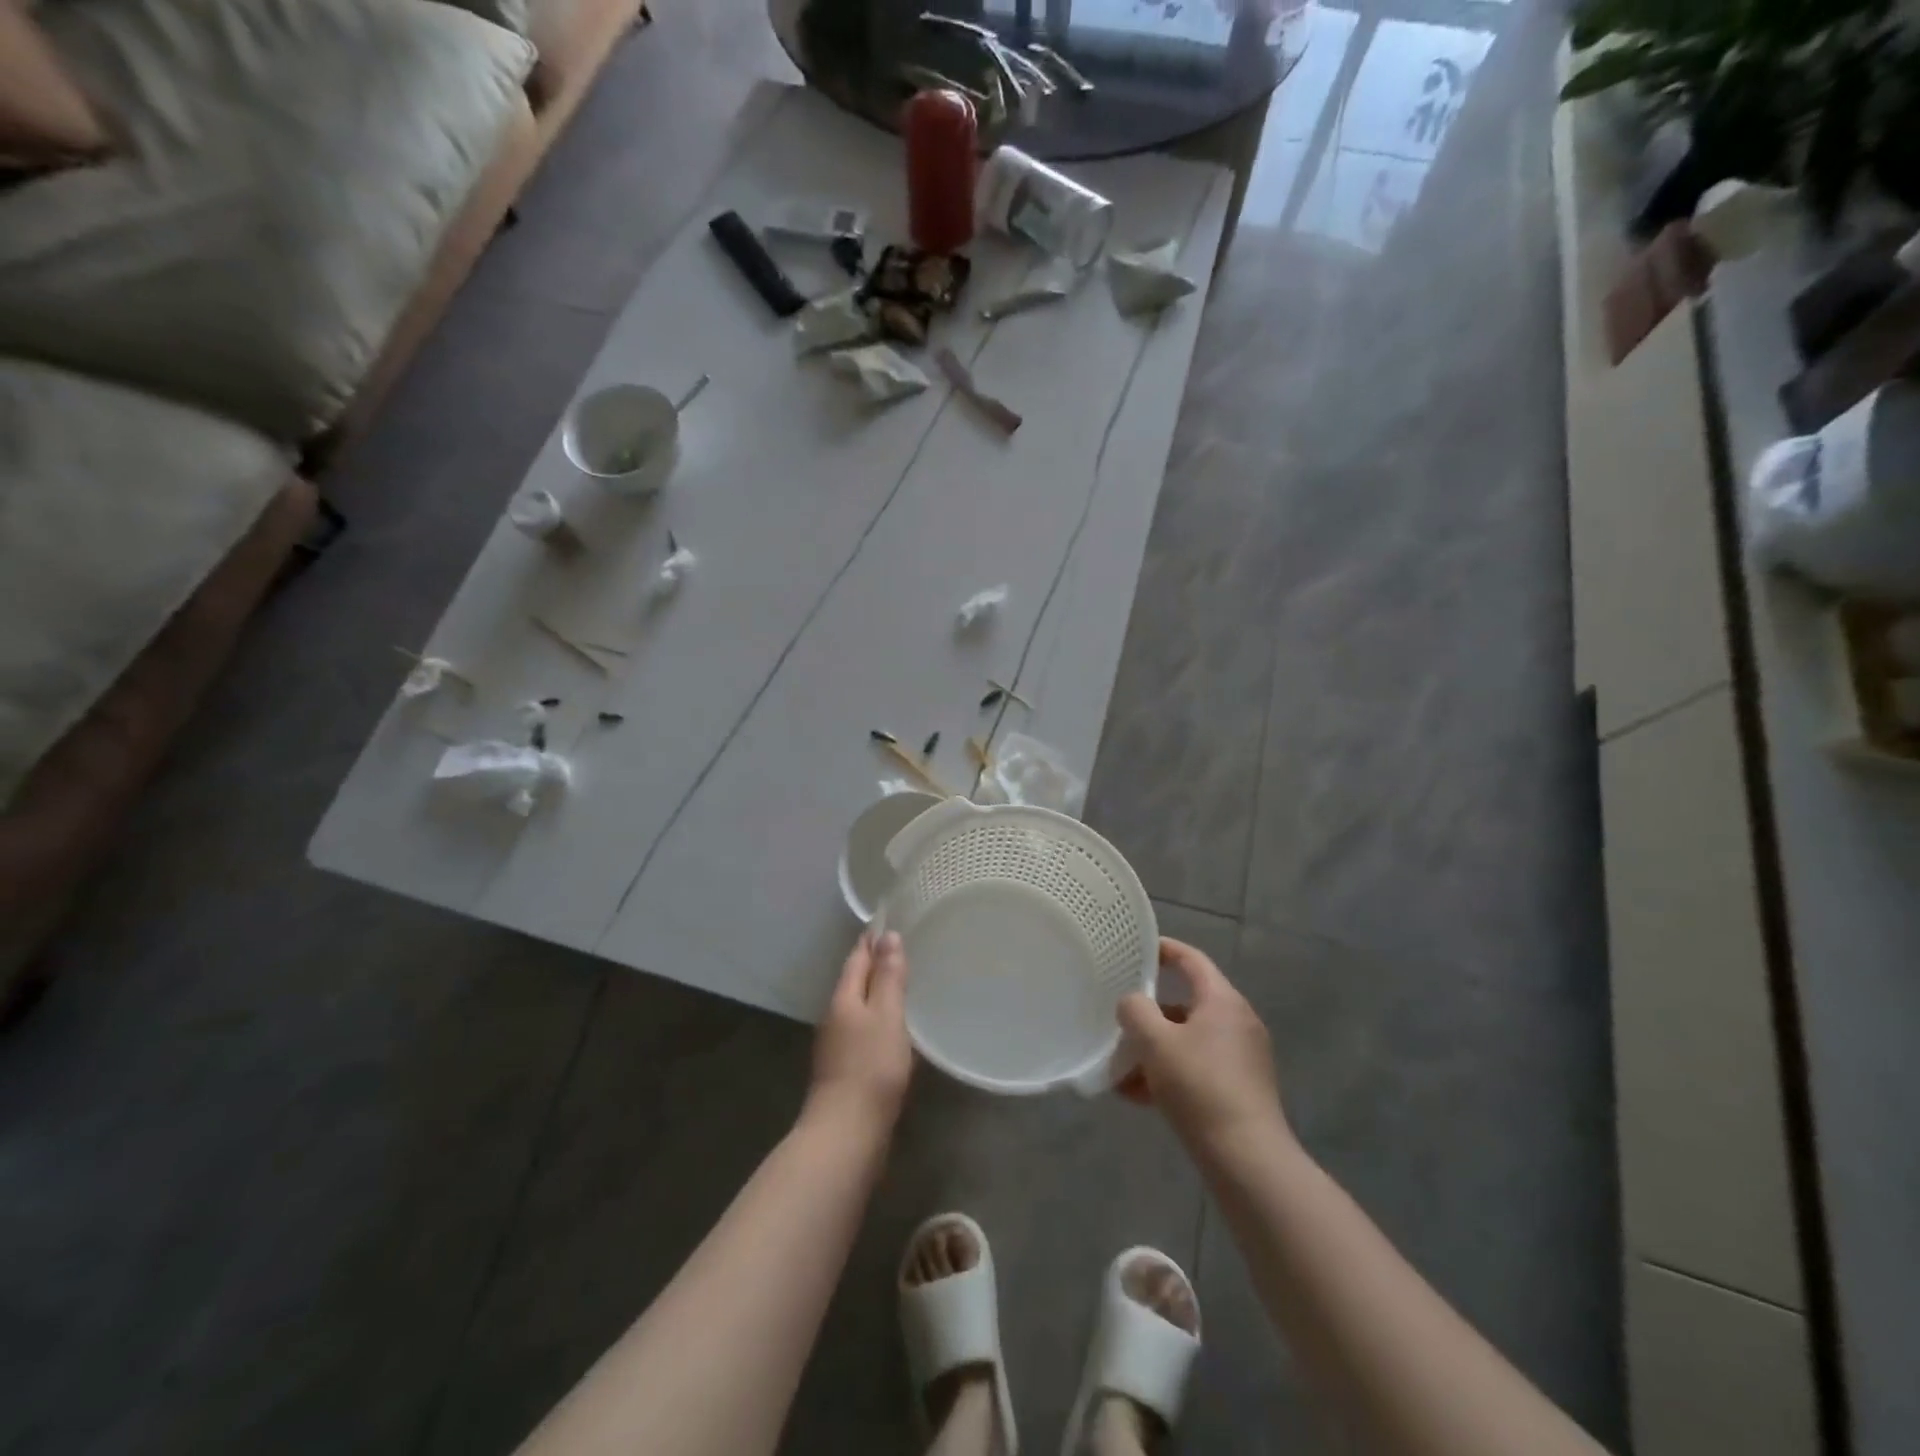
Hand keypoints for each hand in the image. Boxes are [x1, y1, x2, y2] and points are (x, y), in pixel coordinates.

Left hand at [808, 929, 913, 1130]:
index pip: (857, 957)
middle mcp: (835, 1016)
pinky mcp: (845, 1068)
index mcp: (844, 997)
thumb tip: (887, 936)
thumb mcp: (887, 1016)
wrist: (847, 1132)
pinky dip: (878, 1019)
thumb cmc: (871, 1067)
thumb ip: (889, 977)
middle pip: (855, 980)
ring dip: (876, 992)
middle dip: (874, 963)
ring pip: (858, 1006)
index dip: (872, 940)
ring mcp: (837, 1044)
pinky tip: (895, 1028)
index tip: (890, 922)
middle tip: (903, 948)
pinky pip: (863, 1030)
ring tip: (903, 983)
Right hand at [1117, 938, 1290, 1159]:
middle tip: (1118, 1020)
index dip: (1164, 949)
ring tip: (1118, 1070)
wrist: (1247, 1159)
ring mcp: (1241, 1057)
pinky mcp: (1240, 1089)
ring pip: (1187, 1040)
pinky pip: (1196, 1068)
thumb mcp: (1155, 1042)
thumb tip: (1132, 1003)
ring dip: (1153, 1050)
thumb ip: (1136, 1011)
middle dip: (1148, 1015)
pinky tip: (1137, 1096)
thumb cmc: (1200, 1086)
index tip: (1136, 949)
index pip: (1191, 960)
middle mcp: (1237, 1022)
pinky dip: (1169, 1074)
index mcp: (1222, 1001)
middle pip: (1185, 1004)